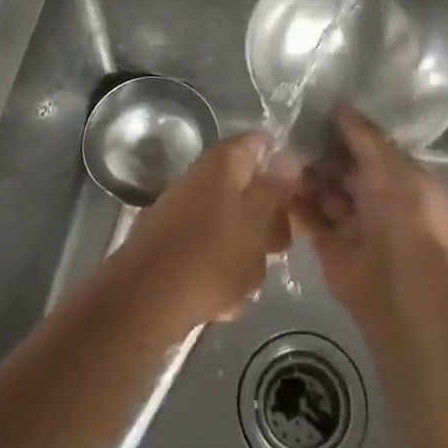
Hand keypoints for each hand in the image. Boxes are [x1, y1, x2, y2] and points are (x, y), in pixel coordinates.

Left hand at [114, 132, 292, 327]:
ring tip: (246, 284)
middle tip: (277, 248)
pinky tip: (223, 303)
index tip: (302, 195)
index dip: (286, 165)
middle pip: (250, 191)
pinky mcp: (176, 248)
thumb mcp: (257, 220)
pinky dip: (223, 277)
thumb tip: (290, 159)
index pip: (261, 144)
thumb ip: (276, 188)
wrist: (144, 302)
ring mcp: (185, 214)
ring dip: (248, 257)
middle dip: (268, 223)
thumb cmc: (211, 255)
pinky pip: (213, 257)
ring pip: (235, 229)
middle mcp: (202, 180)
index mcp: (222, 162)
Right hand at [290, 106, 447, 332]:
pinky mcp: (330, 247)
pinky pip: (309, 218)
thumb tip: (340, 104)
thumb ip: (362, 134)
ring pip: (324, 192)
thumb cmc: (405, 213)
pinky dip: (295, 203)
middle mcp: (381, 199)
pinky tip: (276, 182)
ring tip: (280, 156)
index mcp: (404, 178)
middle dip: (321, 153)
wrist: (403, 285)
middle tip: (290, 132)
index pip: (372, 148)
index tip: (317, 111)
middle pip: (344, 169)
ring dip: (305, 175)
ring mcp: (355, 224)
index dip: (347, 131)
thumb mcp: (388, 163)